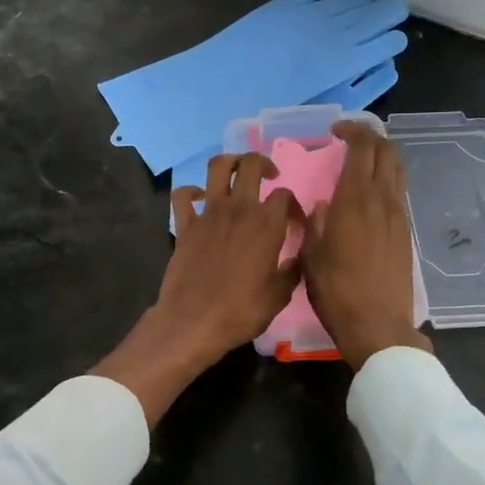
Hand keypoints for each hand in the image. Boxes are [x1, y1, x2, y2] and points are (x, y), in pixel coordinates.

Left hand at [94, 153, 298, 425]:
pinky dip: (191, 191)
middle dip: (263, 163)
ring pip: (217, 167)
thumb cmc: (242, 311)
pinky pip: (183, 195)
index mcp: (267, 224)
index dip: (293, 205)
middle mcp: (239, 209)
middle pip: (251, 165)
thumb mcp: (280, 295)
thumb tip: (301, 255)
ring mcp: (208, 213)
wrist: (194, 322)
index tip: (294, 222)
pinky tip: (200, 198)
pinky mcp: (185, 224)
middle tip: (269, 176)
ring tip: (237, 172)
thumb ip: (293, 268)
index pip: (285, 196)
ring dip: (229, 162)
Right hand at [303, 122, 430, 371]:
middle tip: (348, 140)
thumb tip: (323, 204)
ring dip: (381, 156)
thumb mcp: (311, 255)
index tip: (335, 131)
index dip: (351, 131)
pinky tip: (369, 193)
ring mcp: (398, 216)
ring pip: (397, 170)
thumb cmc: (336, 290)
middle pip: (386, 151)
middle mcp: (381, 200)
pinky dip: (386, 179)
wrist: (377, 325)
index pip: (362, 148)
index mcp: (355, 199)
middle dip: (369, 137)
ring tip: (360, 161)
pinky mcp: (405, 232)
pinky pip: (398, 192)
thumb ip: (315, 223)